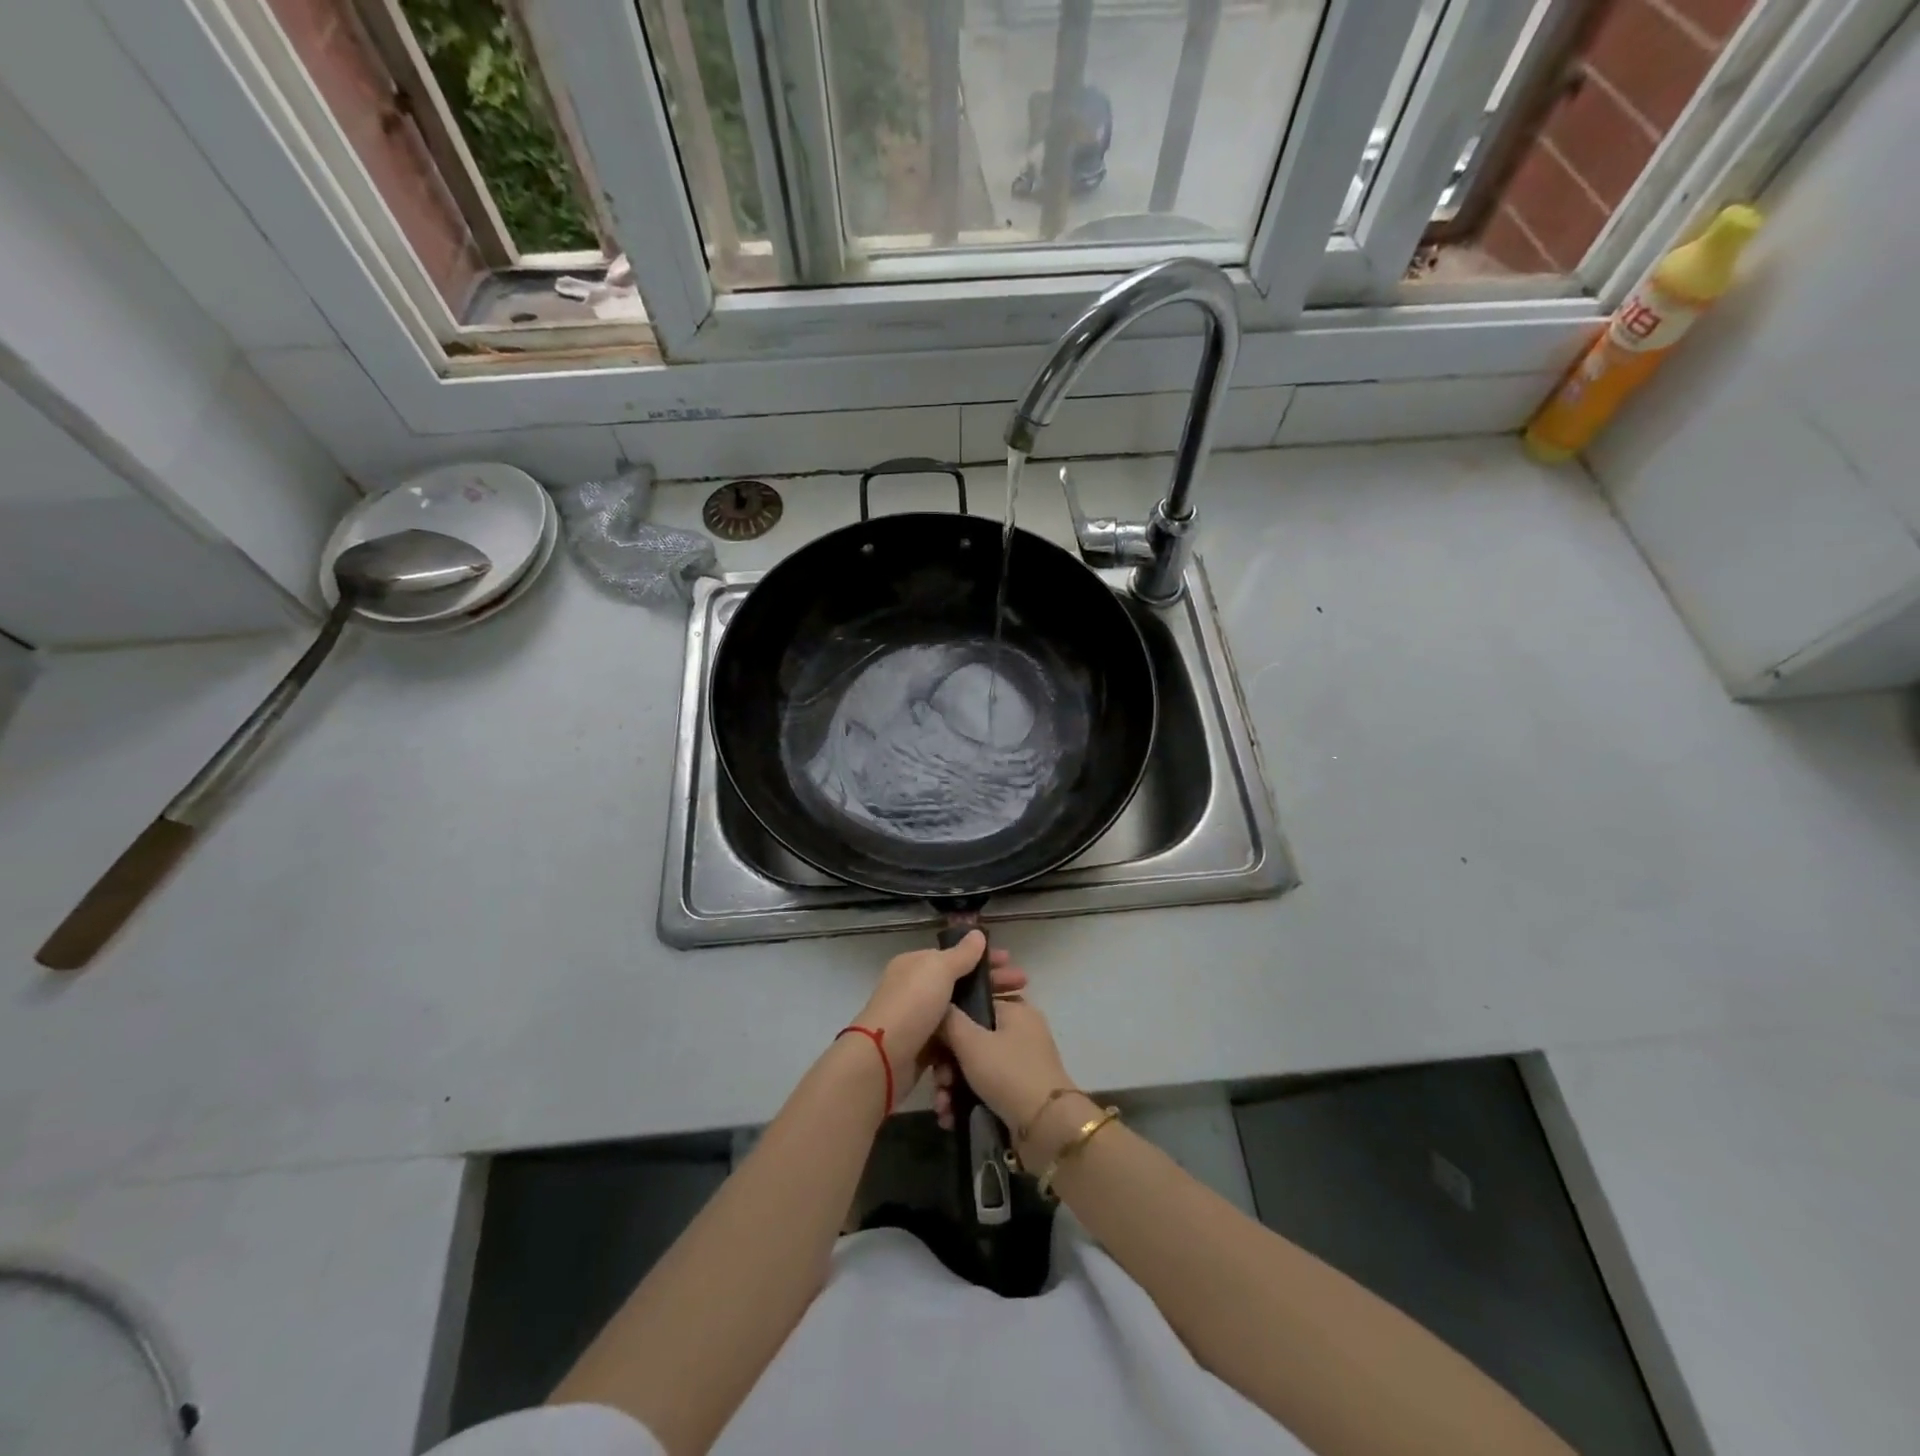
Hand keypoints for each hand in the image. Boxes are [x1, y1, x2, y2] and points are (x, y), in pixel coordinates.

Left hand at [853, 931, 1025, 1097]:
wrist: (882, 1059)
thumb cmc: (913, 1005)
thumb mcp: (939, 970)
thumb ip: (961, 954)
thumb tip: (977, 933)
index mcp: (916, 965)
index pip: (955, 956)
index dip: (984, 958)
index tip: (1011, 963)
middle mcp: (915, 989)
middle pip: (960, 984)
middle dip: (991, 985)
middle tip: (1023, 989)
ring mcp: (919, 1020)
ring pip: (959, 1013)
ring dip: (984, 1013)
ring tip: (1012, 1017)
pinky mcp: (922, 1049)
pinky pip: (952, 1040)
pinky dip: (969, 1039)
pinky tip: (991, 1042)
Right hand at [933, 991, 1078, 1158]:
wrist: (1047, 1128)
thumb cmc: (1008, 1073)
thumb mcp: (971, 1042)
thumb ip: (949, 1020)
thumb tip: (938, 1007)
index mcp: (1015, 1010)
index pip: (973, 1005)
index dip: (947, 1024)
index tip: (930, 1045)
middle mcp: (1020, 1032)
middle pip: (971, 1040)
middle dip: (947, 1065)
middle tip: (938, 1083)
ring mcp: (1021, 1062)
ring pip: (975, 1067)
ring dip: (952, 1087)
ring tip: (942, 1108)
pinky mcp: (1019, 1091)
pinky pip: (985, 1087)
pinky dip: (966, 1100)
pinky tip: (950, 1117)